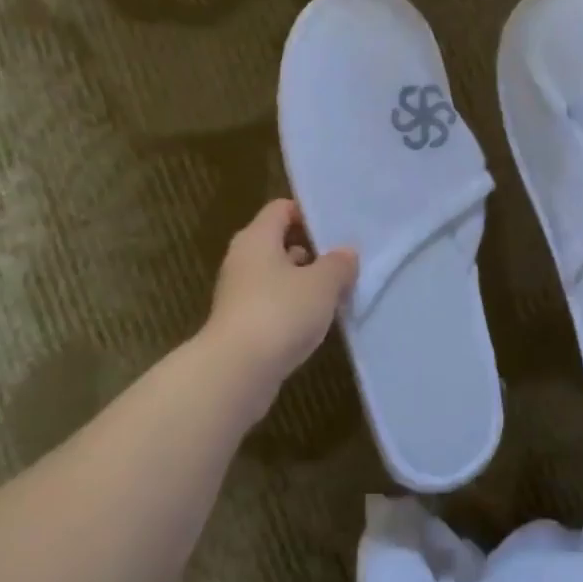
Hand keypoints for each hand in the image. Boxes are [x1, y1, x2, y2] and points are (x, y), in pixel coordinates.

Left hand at [203, 199, 356, 387]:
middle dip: (311, 251)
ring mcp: (238, 294)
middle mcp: (243, 260)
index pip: (281, 209)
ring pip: (276, 277)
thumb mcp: (322, 284)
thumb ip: (338, 264)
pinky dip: (292, 309)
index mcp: (257, 238)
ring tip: (337, 294)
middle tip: (344, 262)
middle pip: (278, 243)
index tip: (337, 229)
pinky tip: (316, 323)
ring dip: (304, 283)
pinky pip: (272, 305)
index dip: (308, 214)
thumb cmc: (280, 313)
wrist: (236, 372)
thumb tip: (346, 252)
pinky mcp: (241, 325)